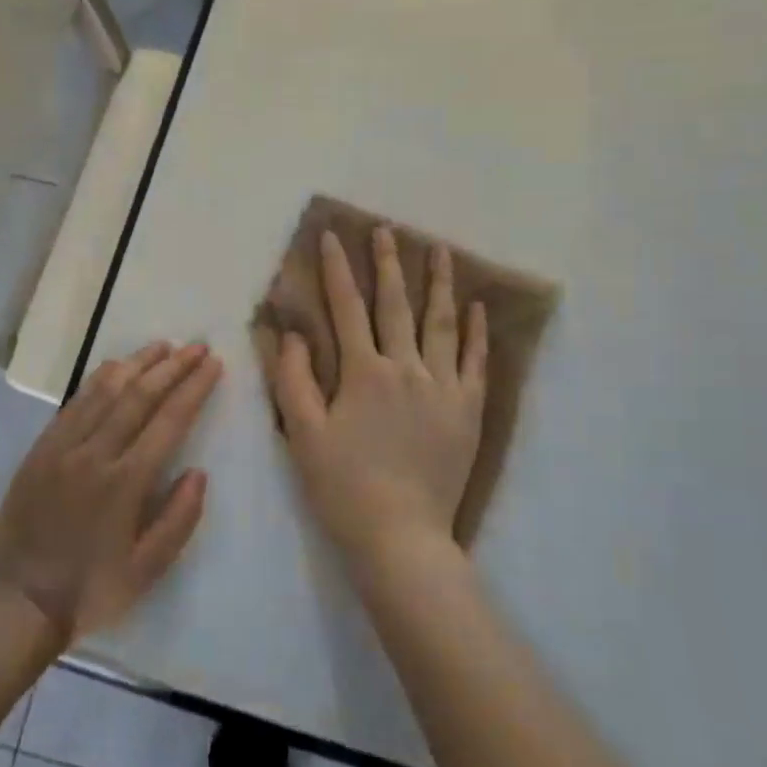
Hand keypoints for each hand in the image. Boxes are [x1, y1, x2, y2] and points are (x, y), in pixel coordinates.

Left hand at [0, 341, 222, 643]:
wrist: (16, 603)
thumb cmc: (89, 591)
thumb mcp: (147, 570)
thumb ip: (178, 519)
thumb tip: (198, 472)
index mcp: (125, 483)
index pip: (169, 421)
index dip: (194, 388)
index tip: (213, 364)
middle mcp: (94, 454)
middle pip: (139, 396)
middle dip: (172, 367)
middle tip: (196, 346)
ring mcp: (62, 449)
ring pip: (103, 391)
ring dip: (135, 364)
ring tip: (161, 346)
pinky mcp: (39, 451)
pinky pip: (72, 404)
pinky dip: (97, 381)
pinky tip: (112, 369)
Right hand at [264, 228, 486, 573]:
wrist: (401, 535)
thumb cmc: (343, 487)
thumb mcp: (303, 434)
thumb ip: (293, 379)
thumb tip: (290, 333)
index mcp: (363, 373)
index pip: (346, 308)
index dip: (337, 270)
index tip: (332, 236)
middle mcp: (406, 369)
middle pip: (397, 305)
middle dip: (388, 264)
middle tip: (386, 230)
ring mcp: (444, 388)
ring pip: (441, 323)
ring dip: (439, 284)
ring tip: (439, 251)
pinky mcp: (468, 410)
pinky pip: (475, 361)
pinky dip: (476, 331)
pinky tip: (476, 306)